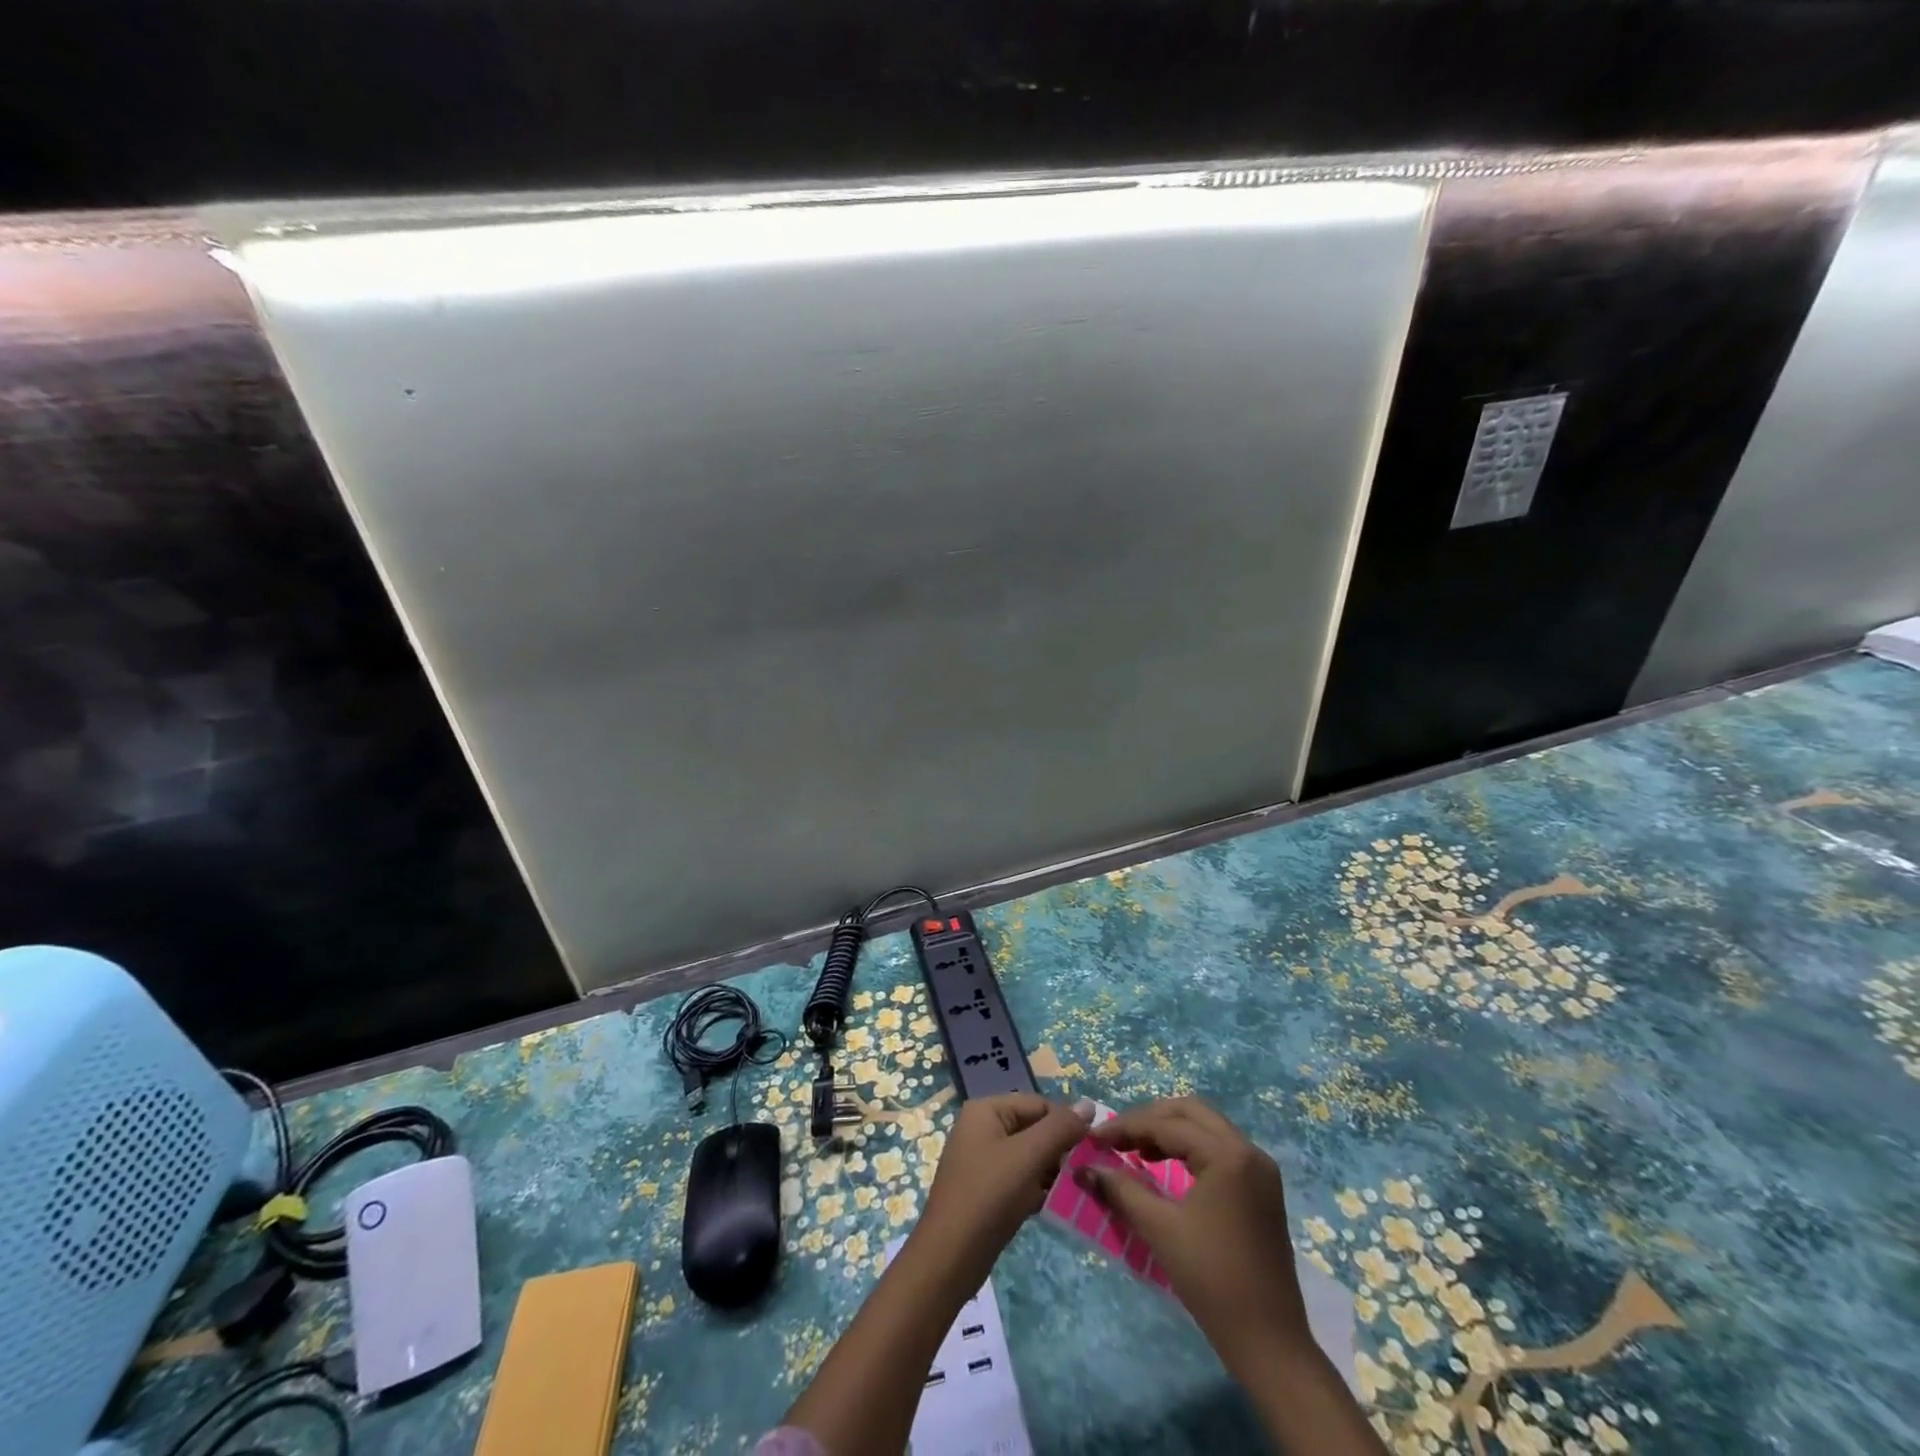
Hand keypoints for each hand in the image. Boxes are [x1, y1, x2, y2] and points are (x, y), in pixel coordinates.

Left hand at [911, 1093, 1092, 1283]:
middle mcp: (983, 1128)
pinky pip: (1021, 1179)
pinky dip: (1040, 1189)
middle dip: (1061, 1150)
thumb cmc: (989, 1195)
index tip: (1093, 1149)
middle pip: (1033, 1129)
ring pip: (1029, 1157)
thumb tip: (1089, 1104)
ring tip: (1079, 1189)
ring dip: (1054, 1172)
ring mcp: (983, 1161)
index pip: (1038, 1104)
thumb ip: (1060, 1128)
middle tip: (1087, 1172)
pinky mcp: (988, 1190)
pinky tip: (1061, 1206)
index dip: (1066, 1123)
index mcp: (987, 1110)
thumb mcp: (1028, 1155)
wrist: (950, 1257)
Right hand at [1079, 1097, 1313, 1377]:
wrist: (1270, 1343)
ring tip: (1137, 1151)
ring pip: (1206, 1127)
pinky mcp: (1262, 1188)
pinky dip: (1190, 1148)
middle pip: (1190, 1112)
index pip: (1167, 1124)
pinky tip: (1167, 1168)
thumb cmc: (1212, 1280)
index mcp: (1227, 1154)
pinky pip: (1219, 1148)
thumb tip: (1085, 1168)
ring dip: (1170, 1131)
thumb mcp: (1160, 1229)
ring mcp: (1260, 1168)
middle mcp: (1248, 1150)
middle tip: (1117, 1138)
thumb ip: (1121, 1189)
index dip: (1125, 1127)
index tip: (1093, 1138)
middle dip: (1149, 1120)